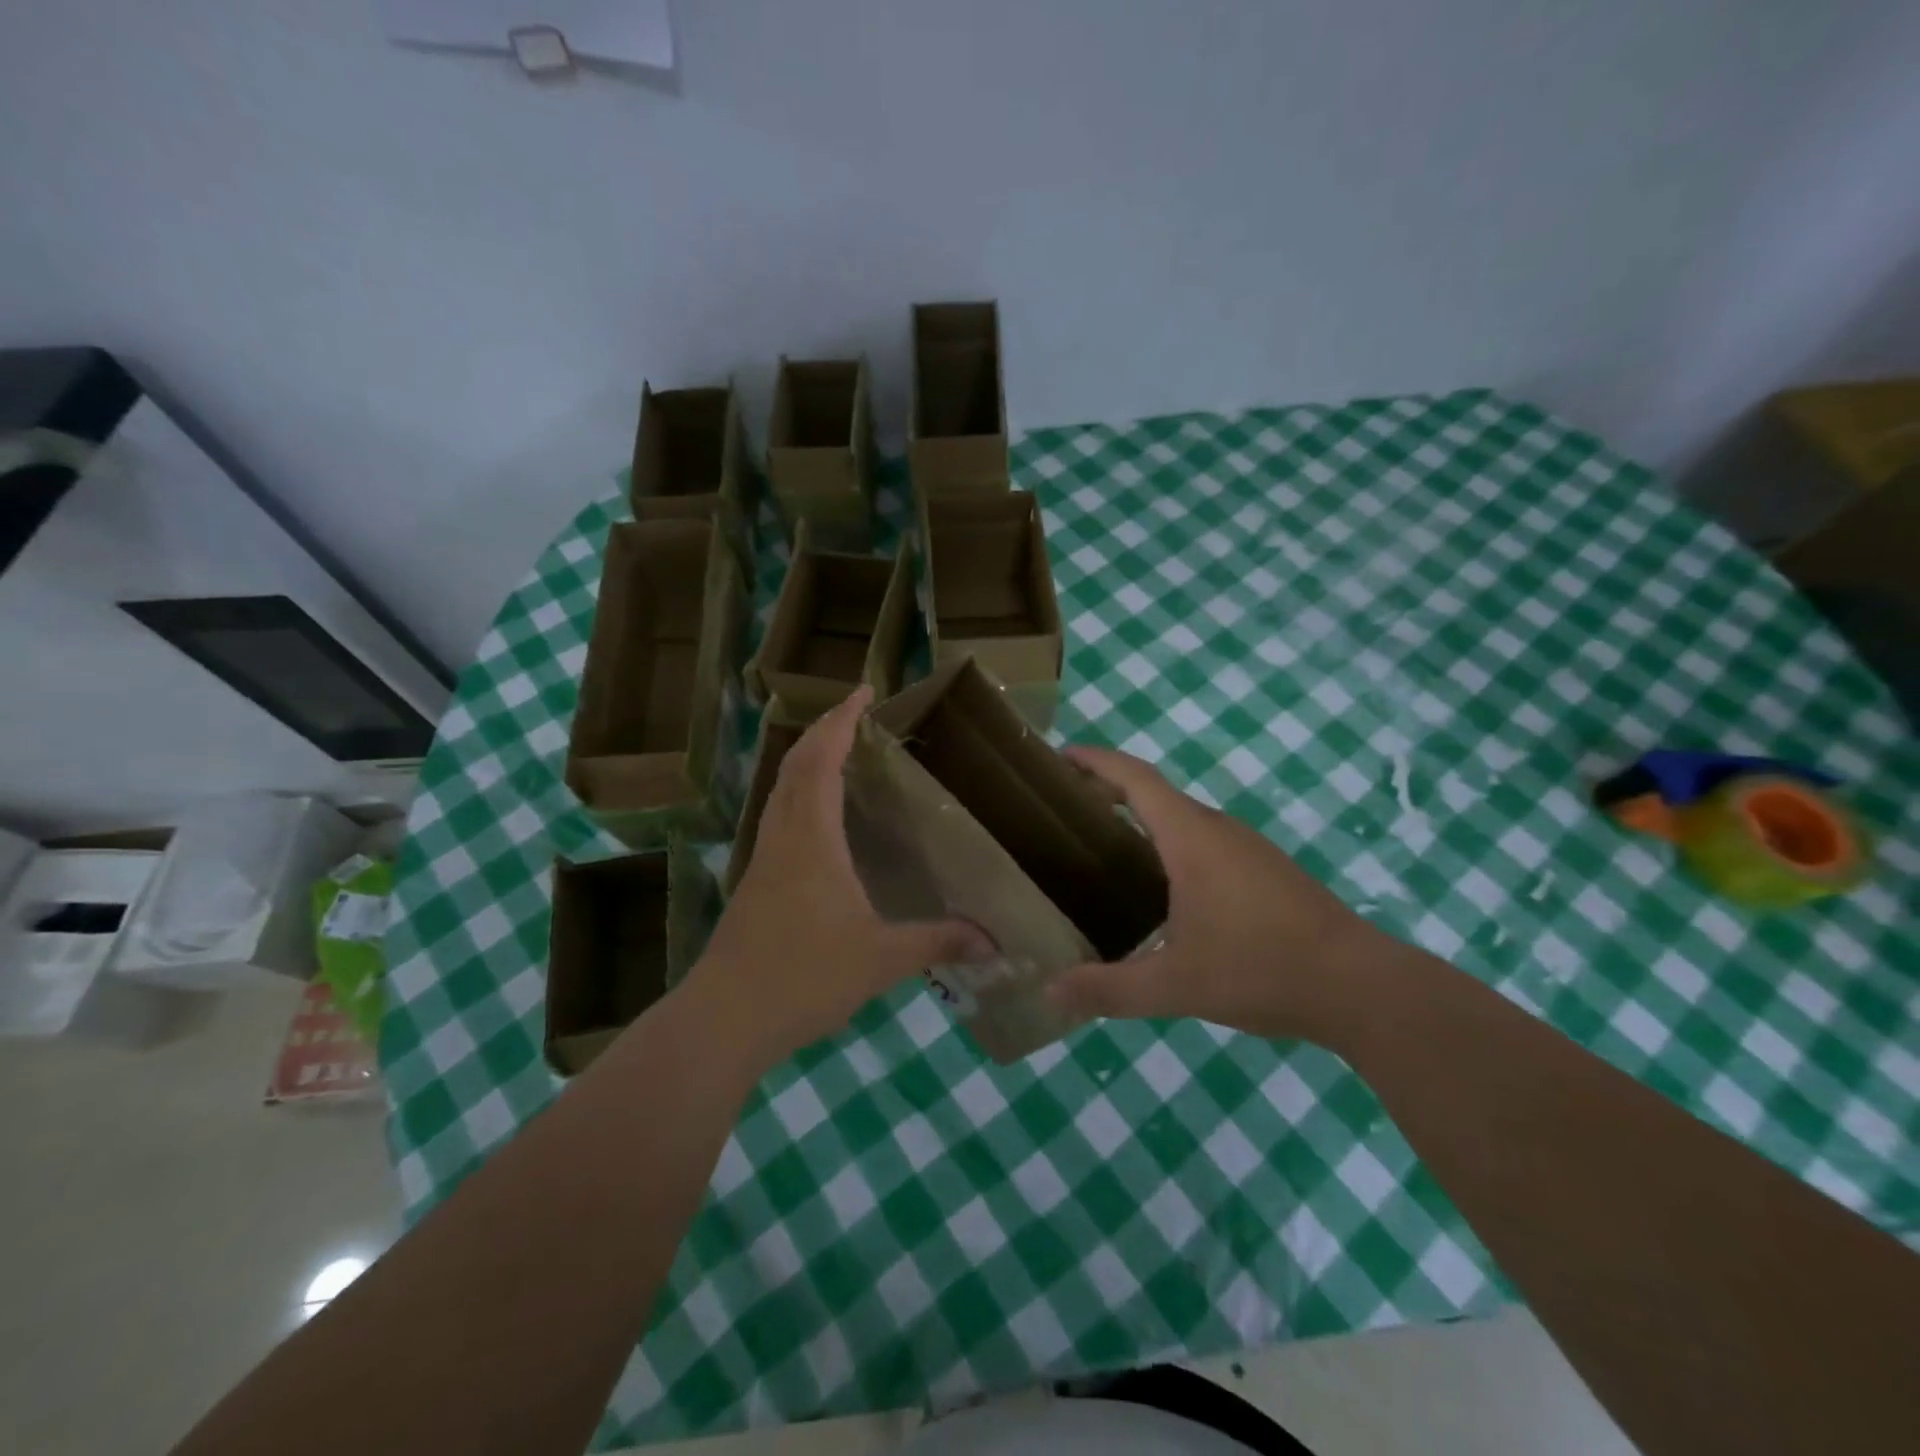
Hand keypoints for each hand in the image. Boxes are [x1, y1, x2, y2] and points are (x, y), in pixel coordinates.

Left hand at [686, 687, 993, 1069]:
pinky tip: (817, 818)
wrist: (724, 1018)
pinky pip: (778, 815)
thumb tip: (994, 941)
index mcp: (811, 837)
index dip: (842, 721)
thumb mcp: (881, 958)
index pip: (822, 760)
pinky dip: (797, 793)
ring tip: (839, 753)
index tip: (863, 691)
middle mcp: (782, 835)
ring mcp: (762, 858)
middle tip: (857, 715)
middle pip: (795, 764)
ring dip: (806, 759)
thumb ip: (938, 942)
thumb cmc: (803, 977)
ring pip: (780, 789)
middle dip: (824, 730)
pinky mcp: (753, 881)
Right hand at [1049, 746, 1392, 1047]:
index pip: (1135, 777)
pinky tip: (1160, 888)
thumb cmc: (1261, 969)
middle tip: (1064, 812)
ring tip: (1101, 848)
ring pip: (1182, 818)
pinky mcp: (1265, 870)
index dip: (1095, 761)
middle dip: (1108, 791)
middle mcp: (1218, 830)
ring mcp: (1247, 848)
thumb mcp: (1175, 985)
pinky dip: (1168, 843)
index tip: (1059, 757)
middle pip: (1155, 792)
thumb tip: (1050, 993)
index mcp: (1191, 838)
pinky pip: (1204, 840)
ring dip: (1141, 819)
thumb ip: (1109, 989)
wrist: (1361, 986)